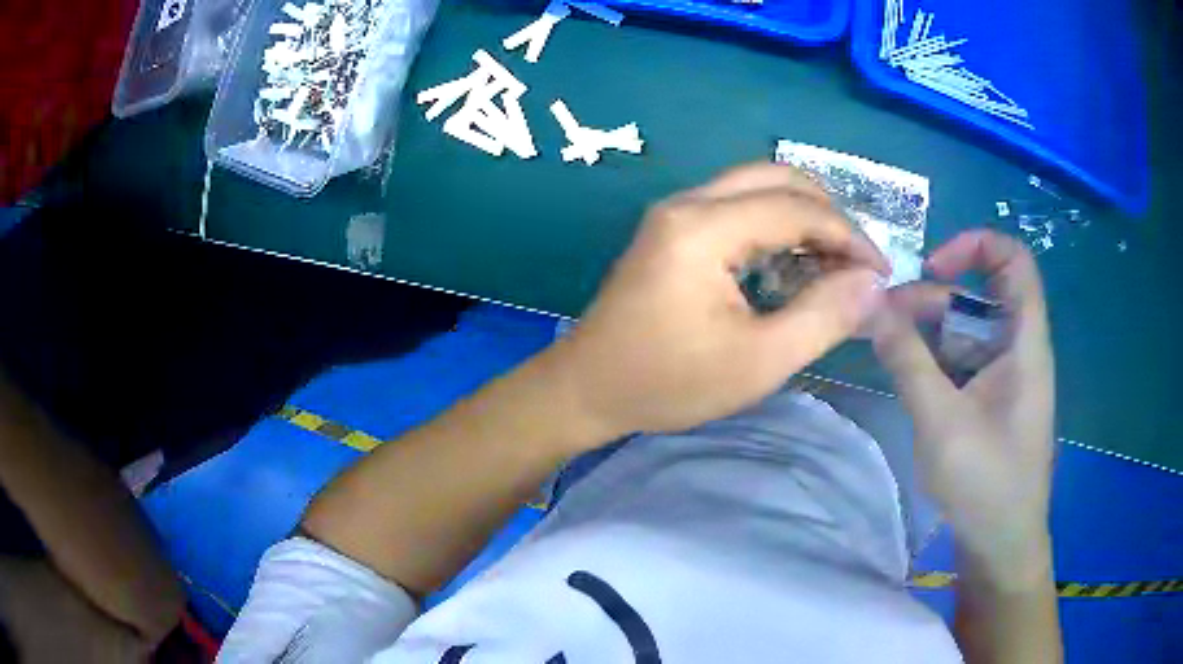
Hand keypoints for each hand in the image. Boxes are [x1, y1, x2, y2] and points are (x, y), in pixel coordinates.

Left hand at [546, 162, 889, 440]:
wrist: (587, 388)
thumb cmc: (667, 383)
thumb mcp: (757, 362)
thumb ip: (822, 318)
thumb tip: (873, 283)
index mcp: (703, 228)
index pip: (797, 208)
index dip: (849, 236)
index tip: (880, 273)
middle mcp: (688, 203)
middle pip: (777, 178)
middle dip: (828, 214)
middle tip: (856, 263)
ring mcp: (676, 212)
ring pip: (757, 187)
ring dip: (803, 217)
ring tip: (832, 266)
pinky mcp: (673, 228)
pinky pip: (737, 207)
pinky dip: (775, 226)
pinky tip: (791, 265)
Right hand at [870, 230, 1054, 585]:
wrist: (1002, 545)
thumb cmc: (986, 483)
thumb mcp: (942, 421)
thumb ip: (907, 360)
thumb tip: (871, 306)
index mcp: (1024, 342)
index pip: (1014, 261)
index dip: (975, 246)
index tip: (932, 268)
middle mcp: (1017, 350)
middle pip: (979, 296)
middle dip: (931, 299)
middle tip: (882, 319)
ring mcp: (1003, 378)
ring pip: (966, 332)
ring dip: (926, 332)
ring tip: (883, 347)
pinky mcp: (990, 402)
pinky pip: (962, 364)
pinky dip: (933, 362)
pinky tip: (905, 378)